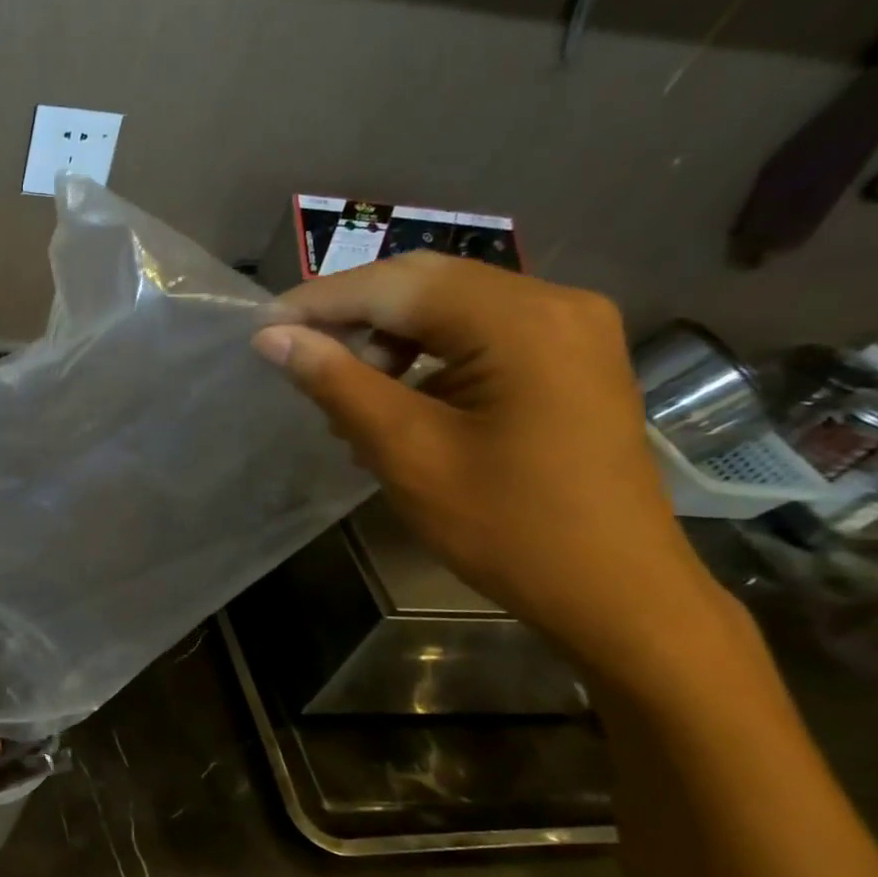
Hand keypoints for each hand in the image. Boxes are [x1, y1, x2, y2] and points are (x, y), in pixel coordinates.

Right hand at [252, 253, 706, 657]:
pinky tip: (394, 405)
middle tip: (293, 355)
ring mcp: (569, 330)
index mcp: (522, 321)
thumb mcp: (408, 453)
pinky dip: (423, 359)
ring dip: (385, 340)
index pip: (398, 285)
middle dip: (351, 315)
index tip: (260, 330)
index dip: (320, 302)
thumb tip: (272, 338)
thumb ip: (338, 384)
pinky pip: (478, 336)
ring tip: (343, 397)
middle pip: (427, 284)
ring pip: (450, 308)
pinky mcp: (568, 359)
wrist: (617, 592)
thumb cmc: (508, 527)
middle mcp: (555, 303)